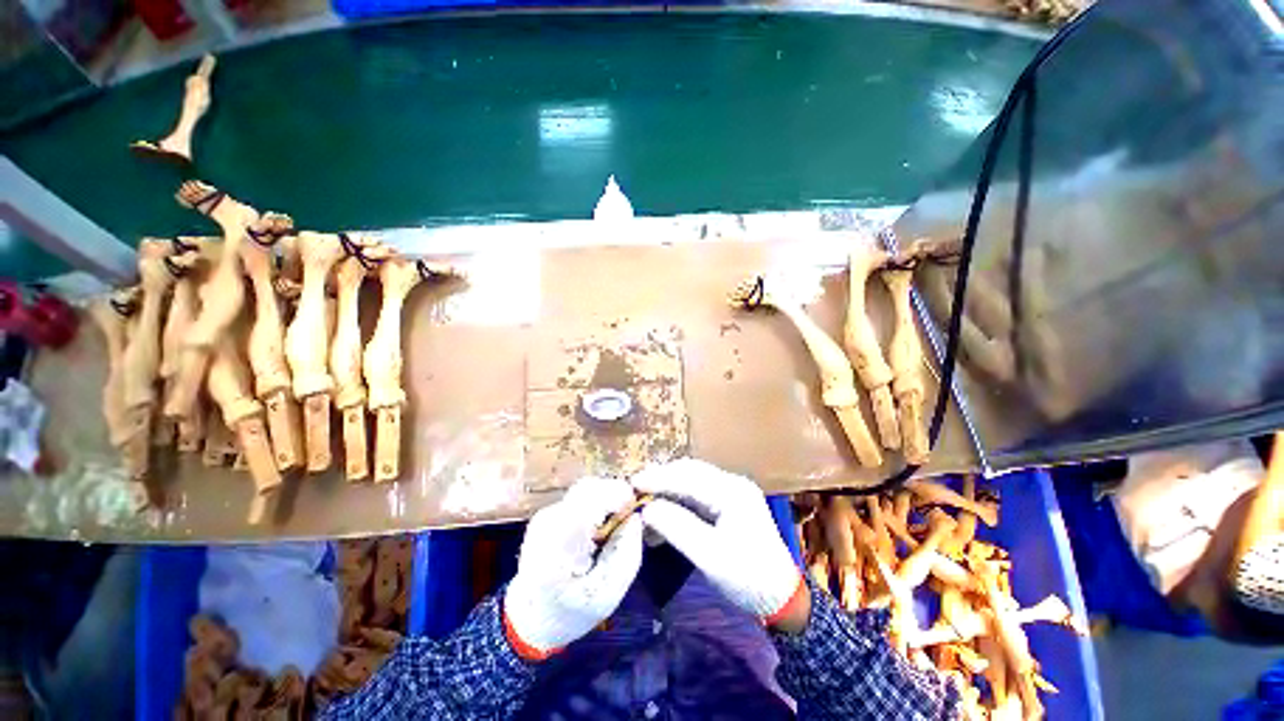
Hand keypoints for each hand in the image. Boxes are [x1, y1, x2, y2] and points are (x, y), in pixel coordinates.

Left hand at [503, 477, 643, 659]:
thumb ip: (626, 556)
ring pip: (586, 489)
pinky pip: (580, 497)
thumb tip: (637, 518)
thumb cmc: (570, 612)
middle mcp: (548, 520)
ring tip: (616, 525)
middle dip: (615, 494)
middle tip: (630, 516)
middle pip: (588, 487)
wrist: (530, 618)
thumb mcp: (607, 596)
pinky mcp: (549, 512)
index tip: (637, 508)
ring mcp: (546, 513)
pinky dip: (597, 504)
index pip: (590, 498)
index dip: (618, 494)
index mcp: (558, 542)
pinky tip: (600, 529)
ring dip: (606, 499)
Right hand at [632, 459, 807, 629]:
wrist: (781, 597)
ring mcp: (732, 491)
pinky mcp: (729, 502)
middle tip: (636, 489)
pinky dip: (679, 500)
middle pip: (690, 471)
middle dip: (662, 479)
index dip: (658, 478)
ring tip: (646, 501)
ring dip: (669, 488)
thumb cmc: (747, 579)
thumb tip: (647, 509)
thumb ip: (676, 527)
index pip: (688, 477)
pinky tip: (664, 511)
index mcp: (732, 492)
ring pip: (692, 480)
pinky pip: (698, 493)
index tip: (632, 483)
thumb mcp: (709, 556)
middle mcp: (732, 483)